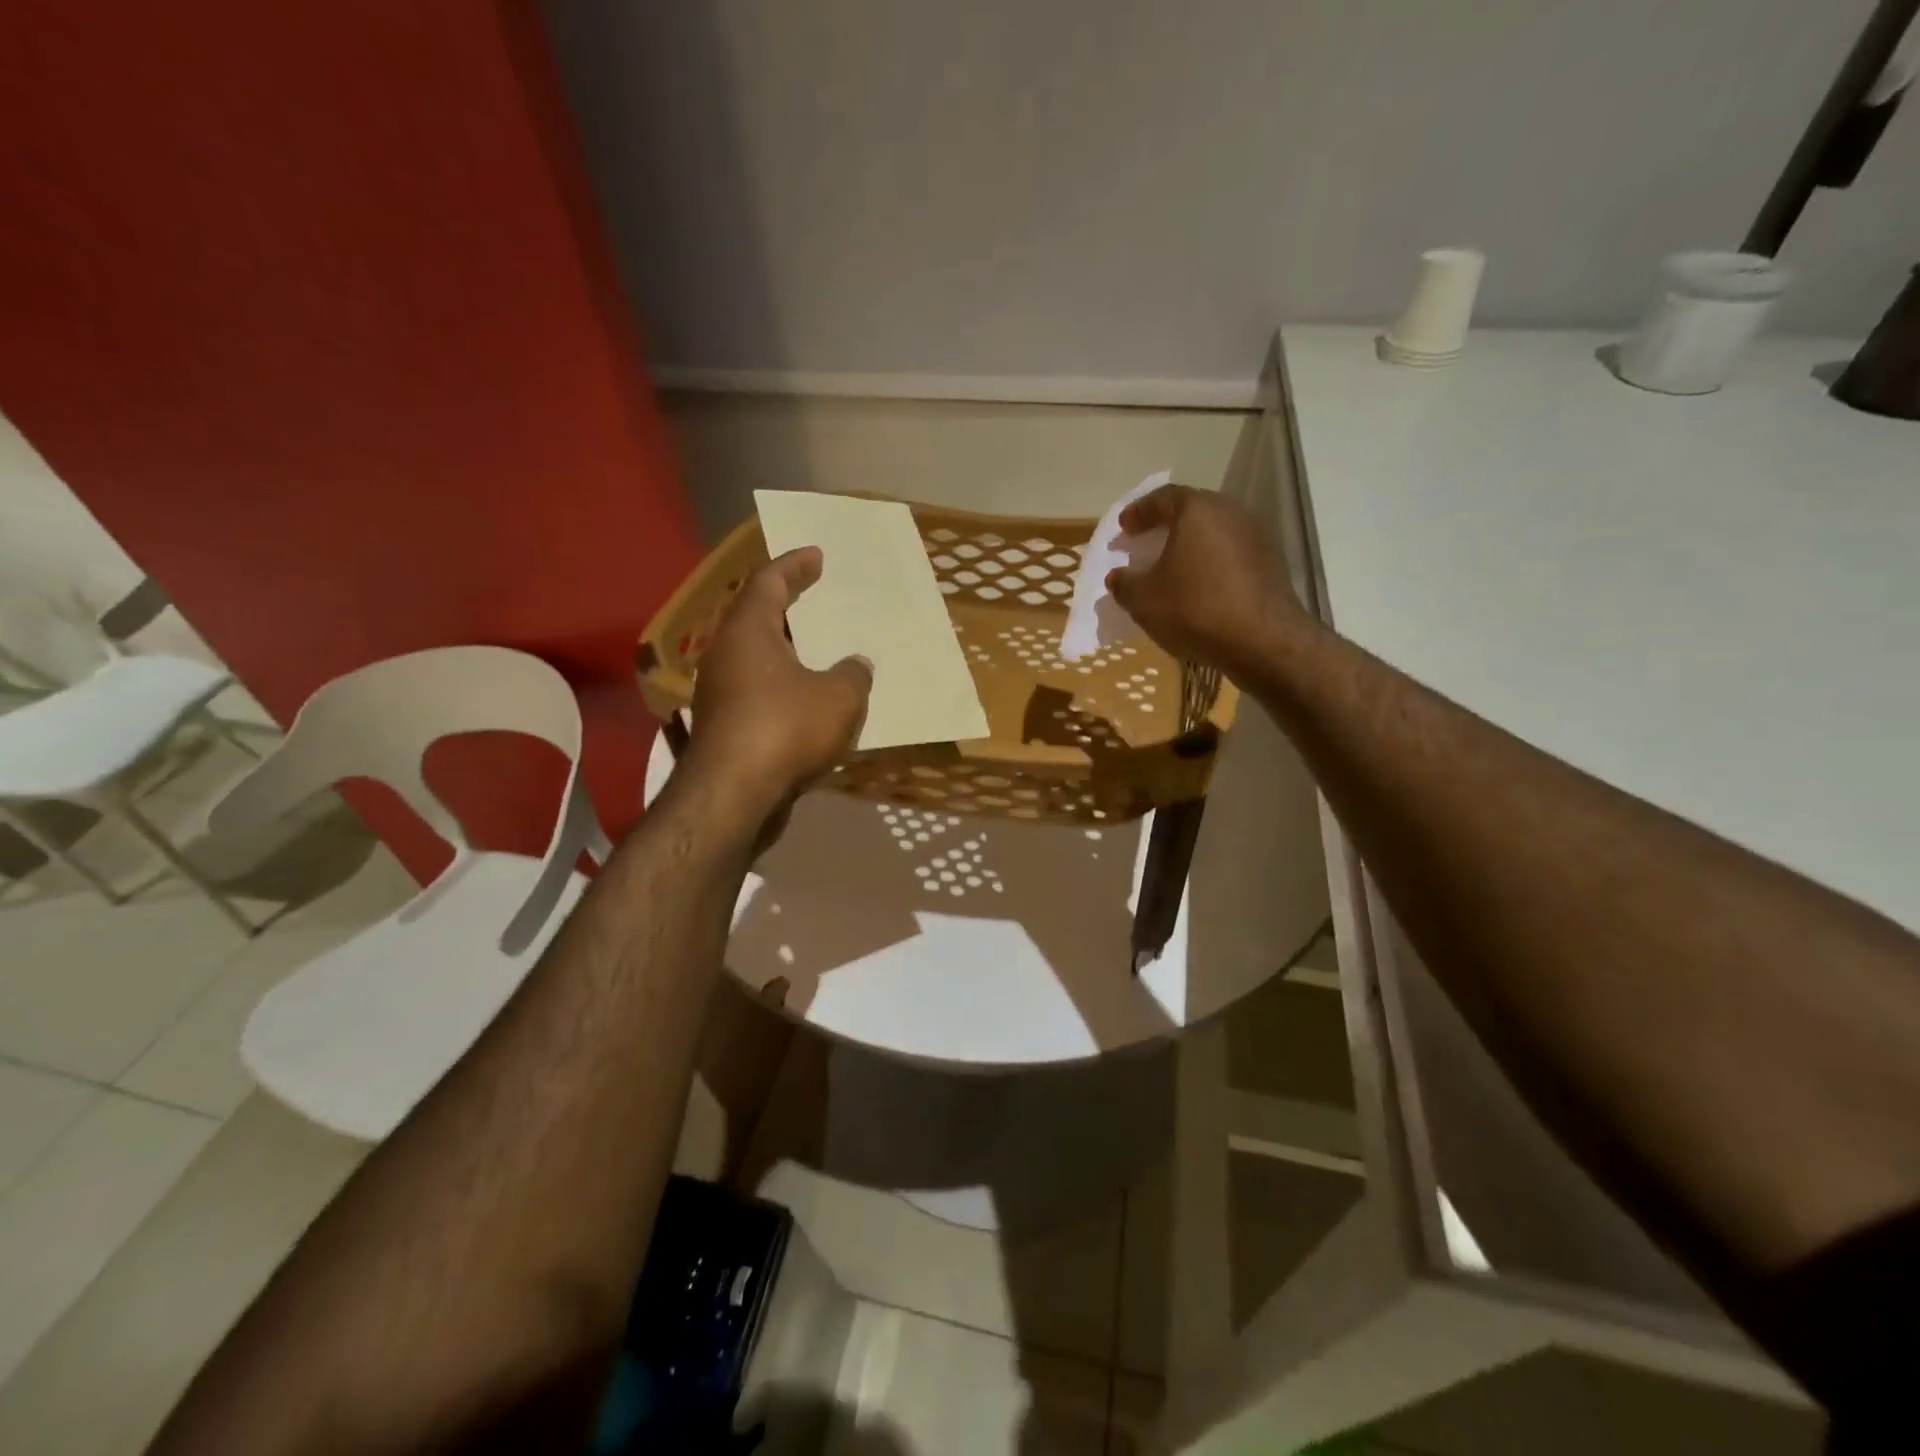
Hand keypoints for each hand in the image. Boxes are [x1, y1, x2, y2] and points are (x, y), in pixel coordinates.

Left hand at [684, 548, 871, 822]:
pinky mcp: (723, 728)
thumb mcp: (839, 697)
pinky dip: (783, 686)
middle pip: (756, 617)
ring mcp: (719, 693)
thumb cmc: (785, 729)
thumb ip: (853, 674)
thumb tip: (856, 666)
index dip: (794, 565)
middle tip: (815, 597)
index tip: (815, 555)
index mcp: (748, 632)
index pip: (768, 582)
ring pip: (756, 658)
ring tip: (819, 650)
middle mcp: (726, 655)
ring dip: (786, 651)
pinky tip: (809, 701)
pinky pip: (758, 692)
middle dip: (787, 606)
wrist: (733, 797)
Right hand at [1106, 484, 1305, 677]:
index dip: (1139, 511)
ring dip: (1191, 547)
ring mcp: (1256, 537)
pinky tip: (1200, 588)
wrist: (1263, 641)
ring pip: (1215, 534)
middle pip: (1193, 511)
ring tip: (1172, 568)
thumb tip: (1118, 577)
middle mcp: (1231, 513)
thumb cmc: (1195, 609)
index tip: (1124, 527)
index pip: (1162, 497)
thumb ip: (1124, 583)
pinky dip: (1212, 565)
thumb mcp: (1143, 600)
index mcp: (1197, 510)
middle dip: (1166, 526)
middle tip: (1146, 544)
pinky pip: (1232, 556)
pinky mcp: (1272, 564)